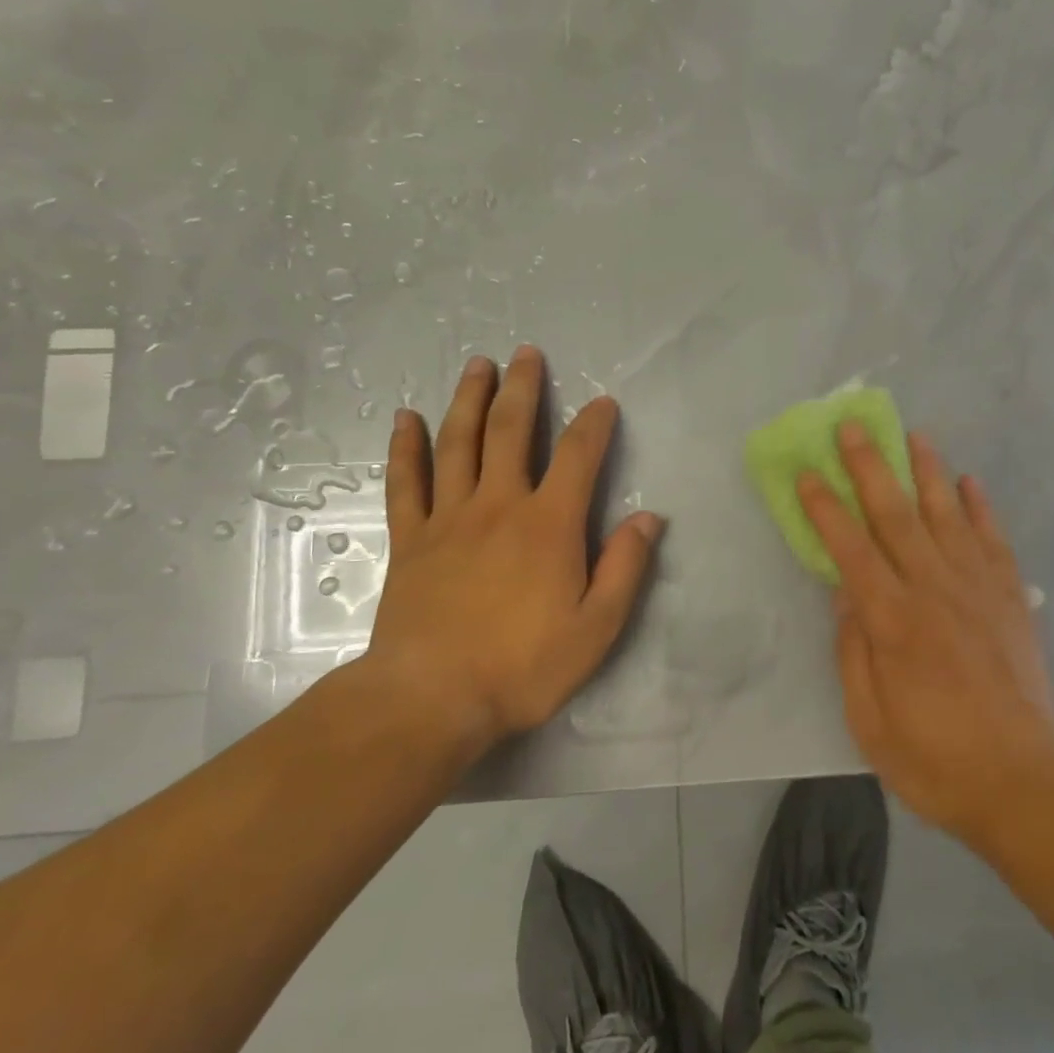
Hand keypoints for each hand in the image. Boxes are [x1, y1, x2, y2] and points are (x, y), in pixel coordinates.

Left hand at [352, 346, 662, 758]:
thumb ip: (625, 568)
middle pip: (512, 431)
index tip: (603, 402)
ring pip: (458, 443)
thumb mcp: (597, 628)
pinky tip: (404, 419)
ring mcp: (448, 518)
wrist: (431, 699)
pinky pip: (405, 482)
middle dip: (523, 389)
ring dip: (469, 400)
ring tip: (477, 365)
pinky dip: (405, 448)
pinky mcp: (410, 539)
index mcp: (549, 525)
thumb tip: (649, 519)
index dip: (594, 424)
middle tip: (526, 353)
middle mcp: (499, 505)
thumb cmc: (523, 667)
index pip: (579, 457)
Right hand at [799, 423, 1053, 850]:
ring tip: (912, 434)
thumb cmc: (934, 760)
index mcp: (894, 622)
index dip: (825, 508)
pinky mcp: (1010, 601)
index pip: (850, 549)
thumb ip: (853, 650)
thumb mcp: (869, 720)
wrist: (1023, 785)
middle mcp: (935, 591)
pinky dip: (980, 507)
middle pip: (896, 515)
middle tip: (853, 426)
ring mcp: (978, 591)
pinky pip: (993, 541)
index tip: (807, 473)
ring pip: (947, 516)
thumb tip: (844, 593)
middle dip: (870, 467)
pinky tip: (969, 482)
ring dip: (927, 471)